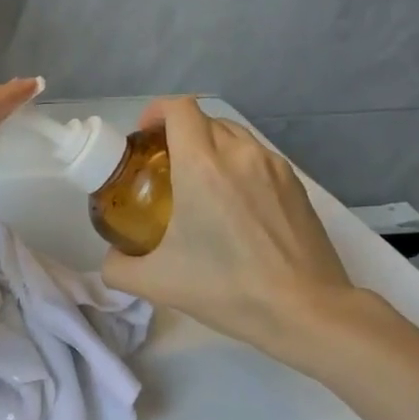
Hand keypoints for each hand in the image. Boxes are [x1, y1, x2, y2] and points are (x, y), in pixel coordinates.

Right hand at [101, 97, 369, 364]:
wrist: (306, 310)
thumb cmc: (227, 289)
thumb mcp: (156, 283)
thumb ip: (118, 267)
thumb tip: (112, 257)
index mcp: (202, 166)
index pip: (179, 109)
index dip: (157, 112)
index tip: (145, 136)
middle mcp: (240, 154)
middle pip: (205, 120)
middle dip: (180, 133)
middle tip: (164, 167)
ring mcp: (273, 167)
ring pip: (234, 136)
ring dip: (211, 147)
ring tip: (199, 184)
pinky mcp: (296, 185)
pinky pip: (257, 159)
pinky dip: (238, 166)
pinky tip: (234, 207)